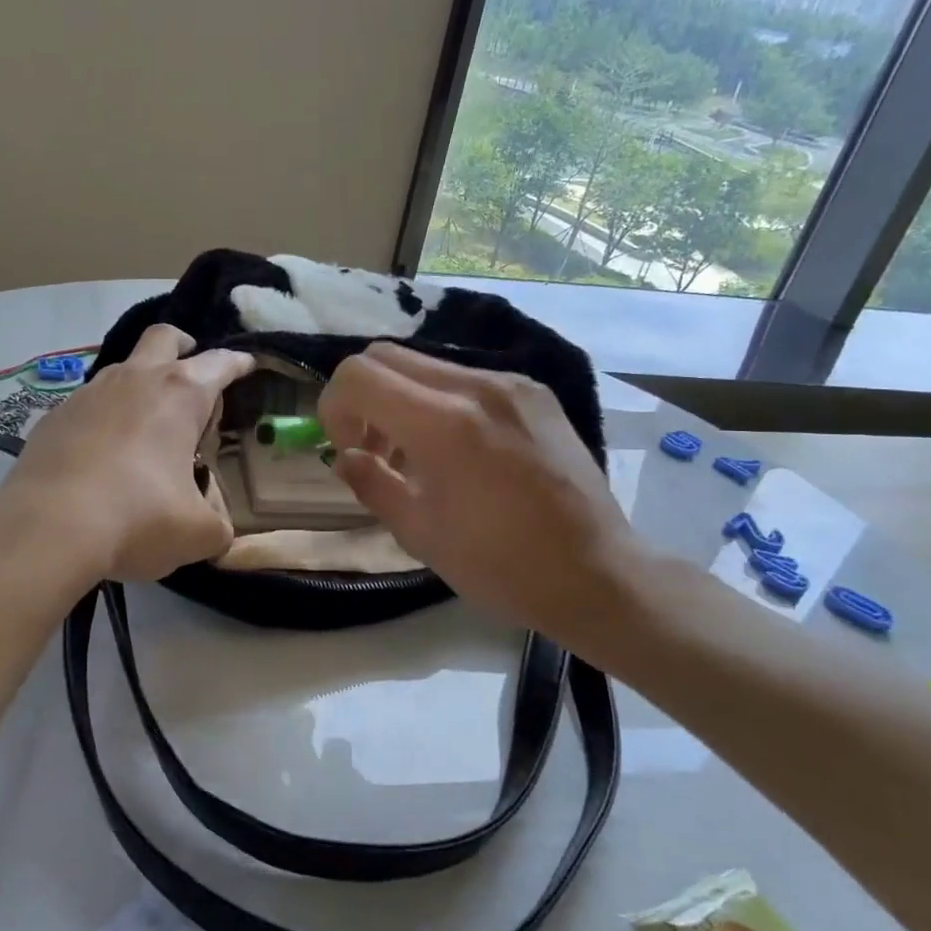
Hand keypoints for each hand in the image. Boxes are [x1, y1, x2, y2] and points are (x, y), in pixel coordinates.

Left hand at [0, 325, 253, 582]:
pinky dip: (105, 417)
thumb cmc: (137, 518)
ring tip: (147, 427)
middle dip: (183, 346)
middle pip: (164, 338)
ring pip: (122, 369)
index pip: (220, 364)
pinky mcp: (54, 416)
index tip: (246, 365)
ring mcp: (89, 393)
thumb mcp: (197, 533)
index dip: (238, 364)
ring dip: (140, 385)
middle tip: (191, 373)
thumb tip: (215, 527)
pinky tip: (103, 453)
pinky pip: (89, 404)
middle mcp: (135, 380)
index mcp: (180, 395)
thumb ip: (217, 525)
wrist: (46, 528)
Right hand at [317, 342, 646, 643]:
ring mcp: (511, 383)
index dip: (333, 407)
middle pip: (386, 356)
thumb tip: (346, 456)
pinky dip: (440, 401)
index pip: (358, 375)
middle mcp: (477, 386)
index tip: (347, 448)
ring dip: (401, 398)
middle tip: (372, 447)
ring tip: (415, 453)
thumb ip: (370, 483)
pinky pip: (466, 378)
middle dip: (362, 397)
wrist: (596, 574)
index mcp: (444, 423)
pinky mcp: (535, 392)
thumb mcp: (418, 533)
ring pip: (426, 364)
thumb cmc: (500, 566)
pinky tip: (458, 449)